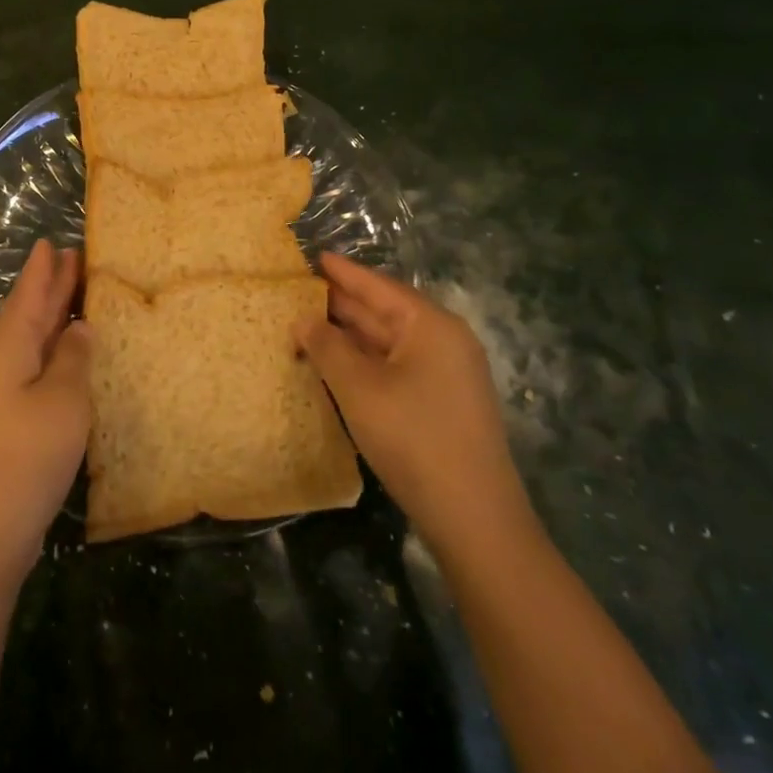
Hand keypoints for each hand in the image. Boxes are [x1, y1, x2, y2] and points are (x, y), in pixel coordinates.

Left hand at [0, 239, 91, 582]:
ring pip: (29, 339)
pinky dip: (51, 349)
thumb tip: (80, 327)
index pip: (28, 295)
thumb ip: (74, 357)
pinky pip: (33, 365)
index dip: (42, 269)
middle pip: (27, 313)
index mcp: (7, 347)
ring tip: (73, 293)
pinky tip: (66, 352)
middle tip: (72, 257)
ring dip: (51, 315)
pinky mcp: (7, 418)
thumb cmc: (27, 454)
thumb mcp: (63, 399)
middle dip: (48, 286)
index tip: (52, 241)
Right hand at [296, 254, 533, 558]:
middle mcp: (443, 341)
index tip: (314, 256)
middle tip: (299, 291)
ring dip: (350, 335)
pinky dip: (364, 360)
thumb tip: (302, 319)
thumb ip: (326, 346)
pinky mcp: (442, 402)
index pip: (378, 286)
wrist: (473, 516)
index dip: (344, 272)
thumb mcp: (359, 387)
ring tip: (308, 323)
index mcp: (431, 325)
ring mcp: (446, 374)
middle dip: (342, 303)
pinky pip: (396, 366)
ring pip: (389, 342)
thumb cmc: (413, 437)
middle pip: (385, 311)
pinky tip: (337, 363)